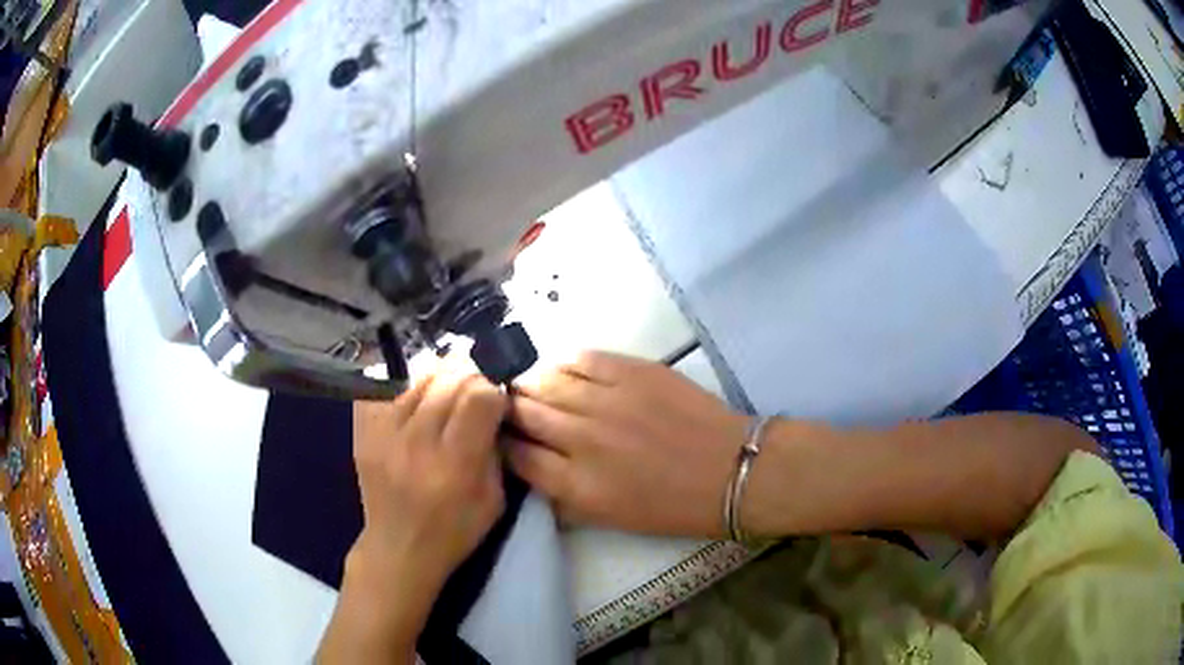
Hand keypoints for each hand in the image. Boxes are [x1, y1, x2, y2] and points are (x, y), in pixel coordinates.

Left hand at [349, 360, 506, 619]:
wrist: (398, 547)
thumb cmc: (454, 530)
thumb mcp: (494, 500)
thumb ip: (496, 450)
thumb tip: (495, 408)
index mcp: (454, 465)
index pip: (479, 397)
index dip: (494, 393)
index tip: (497, 404)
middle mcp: (416, 442)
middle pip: (450, 380)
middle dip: (472, 381)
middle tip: (476, 397)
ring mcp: (384, 433)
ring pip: (421, 379)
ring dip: (442, 382)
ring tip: (447, 398)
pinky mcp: (364, 430)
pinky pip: (388, 388)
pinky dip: (408, 389)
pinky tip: (417, 403)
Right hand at [506, 351, 747, 537]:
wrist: (728, 471)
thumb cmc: (670, 506)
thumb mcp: (608, 518)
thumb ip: (562, 496)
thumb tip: (531, 468)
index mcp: (577, 484)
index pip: (518, 455)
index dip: (502, 444)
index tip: (501, 438)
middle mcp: (583, 439)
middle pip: (525, 414)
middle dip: (508, 409)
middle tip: (506, 405)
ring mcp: (608, 401)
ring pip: (547, 382)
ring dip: (530, 383)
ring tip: (528, 383)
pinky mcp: (633, 371)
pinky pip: (582, 359)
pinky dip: (563, 362)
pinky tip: (559, 367)